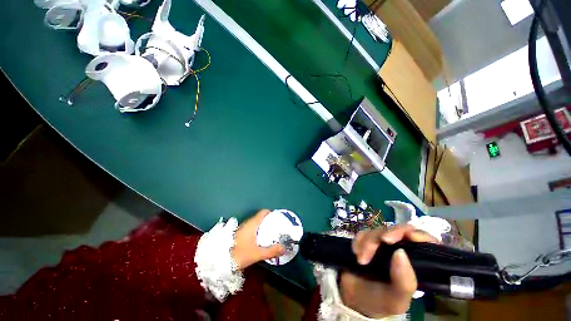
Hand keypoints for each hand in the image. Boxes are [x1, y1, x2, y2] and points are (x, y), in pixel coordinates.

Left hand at [232, 210, 285, 269]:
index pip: (263, 212)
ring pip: (255, 224)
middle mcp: (246, 223)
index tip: (278, 219)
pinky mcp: (238, 234)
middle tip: (276, 229)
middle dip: (268, 222)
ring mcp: (241, 228)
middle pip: (260, 218)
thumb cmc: (239, 254)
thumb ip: (271, 251)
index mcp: (252, 223)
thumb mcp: (257, 254)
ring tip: (270, 235)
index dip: (271, 213)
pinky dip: (257, 232)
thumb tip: (284, 248)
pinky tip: (259, 241)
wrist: (218, 261)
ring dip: (262, 227)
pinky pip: (250, 229)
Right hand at [340, 225, 437, 317]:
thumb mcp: (395, 301)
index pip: (427, 243)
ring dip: (367, 243)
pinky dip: (359, 241)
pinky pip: (363, 232)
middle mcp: (400, 251)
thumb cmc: (377, 301)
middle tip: (377, 245)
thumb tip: (401, 252)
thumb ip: (404, 283)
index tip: (409, 236)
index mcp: (415, 265)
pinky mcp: (366, 240)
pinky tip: (356, 253)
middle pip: (399, 231)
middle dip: (385, 236)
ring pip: (378, 230)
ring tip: (361, 260)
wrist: (350, 296)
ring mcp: (382, 244)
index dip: (421, 235)